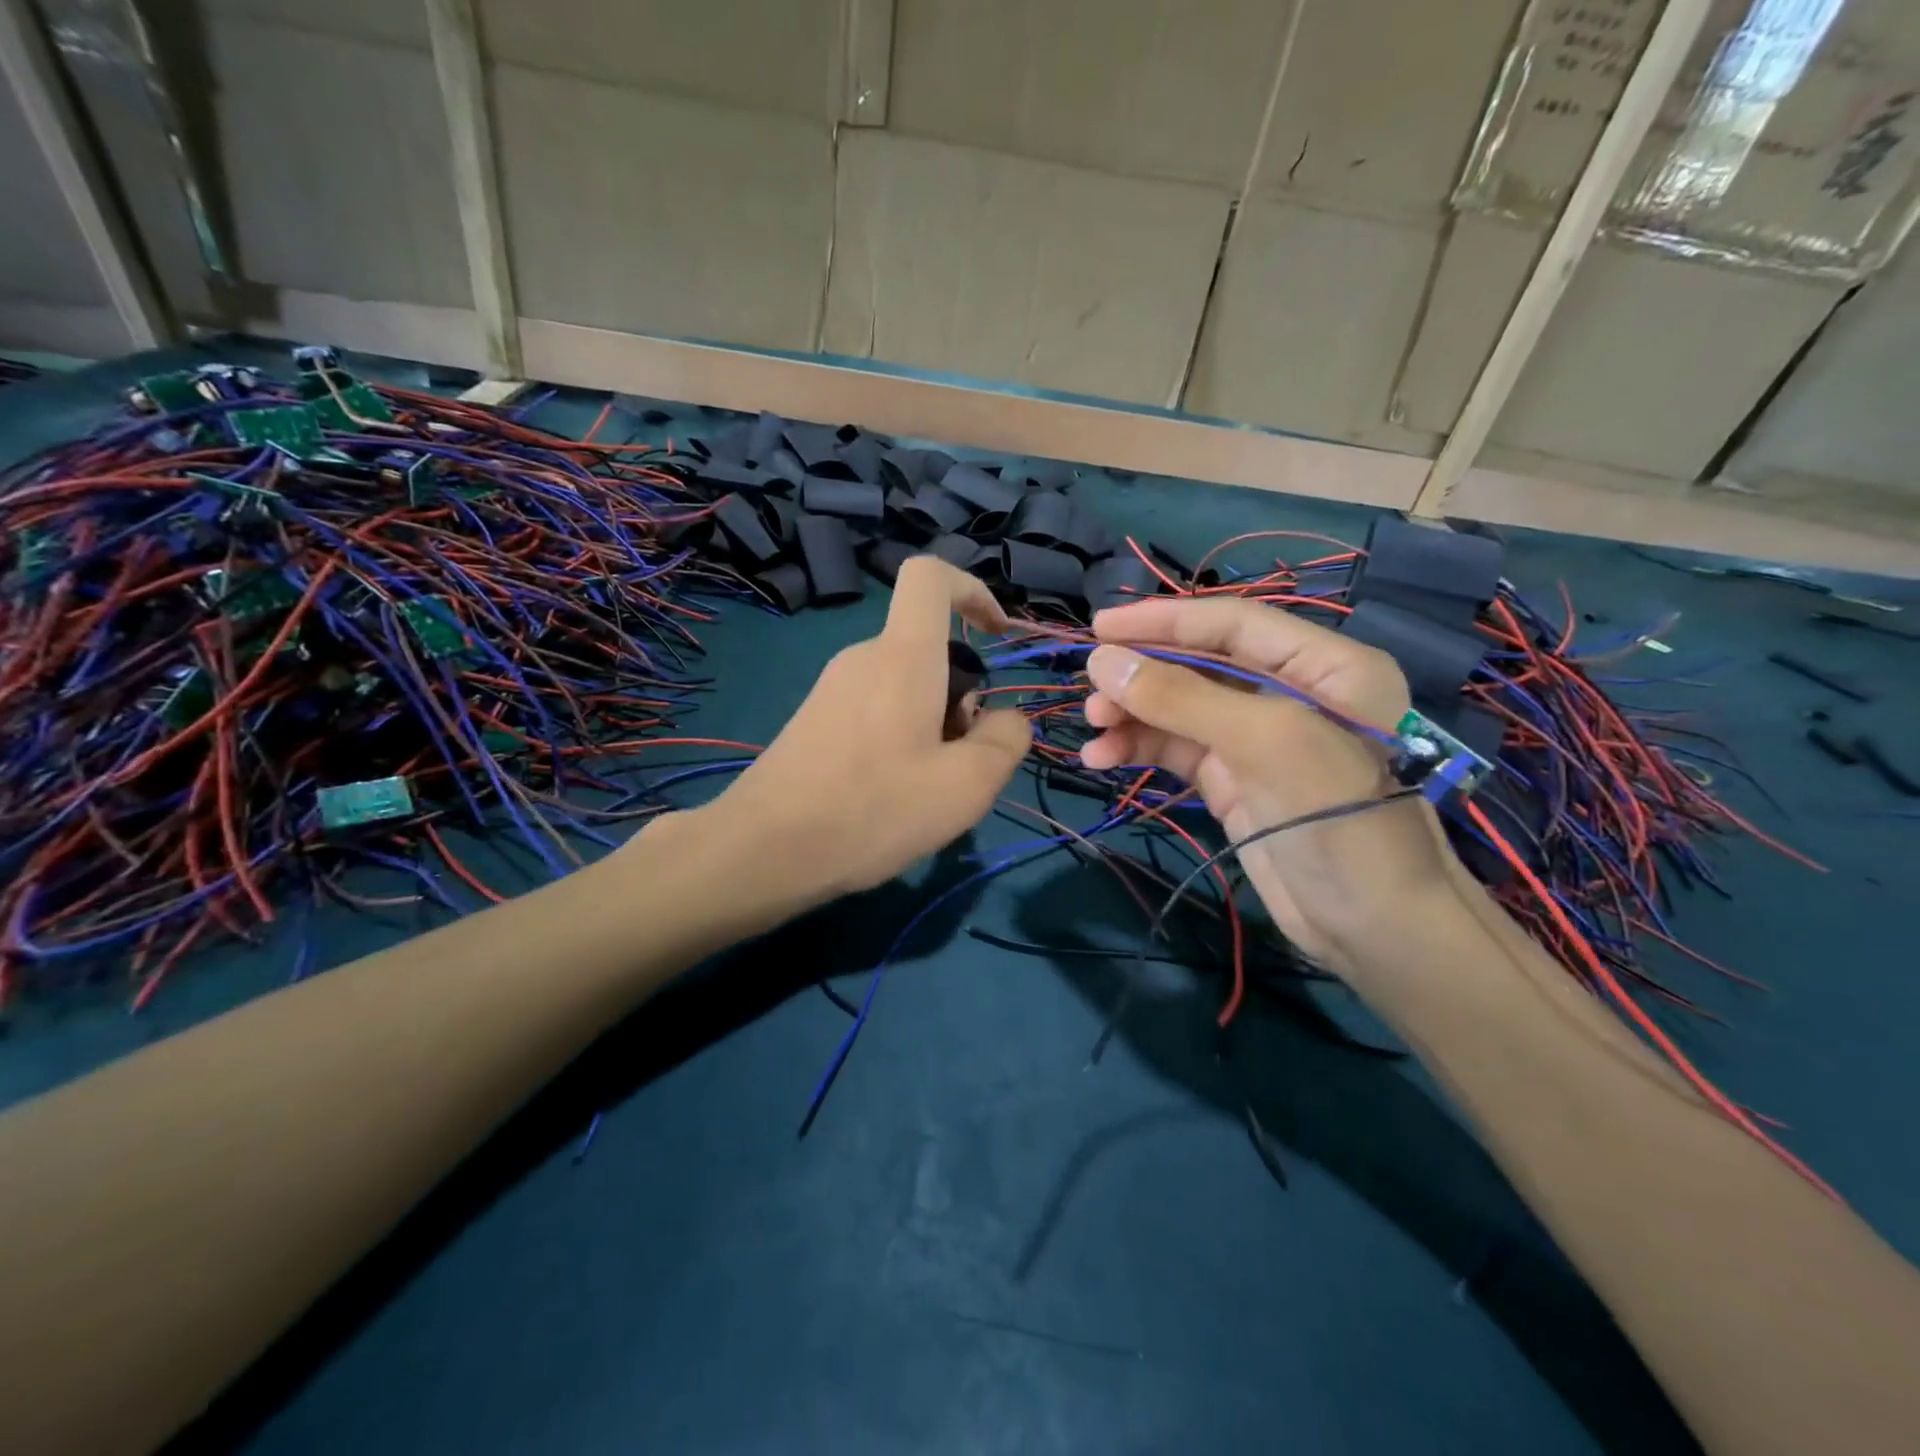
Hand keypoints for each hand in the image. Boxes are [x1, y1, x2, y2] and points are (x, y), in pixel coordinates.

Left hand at [693, 557, 1030, 907]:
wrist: (764, 850)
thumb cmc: (873, 810)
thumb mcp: (967, 785)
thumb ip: (1005, 740)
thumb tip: (1006, 719)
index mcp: (902, 656)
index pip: (929, 576)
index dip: (972, 590)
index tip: (995, 635)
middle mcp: (863, 658)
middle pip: (928, 649)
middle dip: (961, 695)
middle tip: (960, 762)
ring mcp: (832, 688)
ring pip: (904, 686)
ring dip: (932, 724)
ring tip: (926, 790)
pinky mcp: (814, 720)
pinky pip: (875, 709)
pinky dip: (900, 738)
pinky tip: (888, 796)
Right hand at [1080, 597, 1454, 973]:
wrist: (1377, 929)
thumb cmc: (1338, 818)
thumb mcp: (1266, 742)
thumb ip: (1183, 697)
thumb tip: (1102, 661)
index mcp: (1322, 664)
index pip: (1231, 624)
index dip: (1163, 620)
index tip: (1099, 627)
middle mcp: (1290, 693)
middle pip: (1199, 664)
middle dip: (1142, 675)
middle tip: (1090, 694)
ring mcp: (1258, 741)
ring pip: (1179, 709)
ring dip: (1133, 715)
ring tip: (1094, 732)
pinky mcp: (1233, 782)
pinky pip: (1176, 750)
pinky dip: (1139, 748)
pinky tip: (1103, 758)